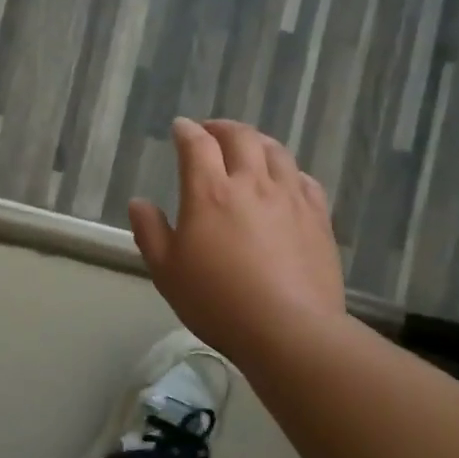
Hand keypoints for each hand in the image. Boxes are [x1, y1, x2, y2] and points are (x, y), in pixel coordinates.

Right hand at [129, 119, 345, 364]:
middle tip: (211, 132)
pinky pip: (304, 179)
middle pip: (241, 137)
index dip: (186, 131)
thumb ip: (150, 231)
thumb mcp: (167, 271)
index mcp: (209, 192)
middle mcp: (252, 183)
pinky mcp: (318, 217)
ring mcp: (290, 198)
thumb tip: (139, 202)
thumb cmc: (217, 301)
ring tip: (248, 147)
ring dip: (257, 141)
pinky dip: (288, 170)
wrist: (289, 330)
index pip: (197, 145)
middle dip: (222, 128)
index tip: (180, 127)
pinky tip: (285, 180)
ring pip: (276, 152)